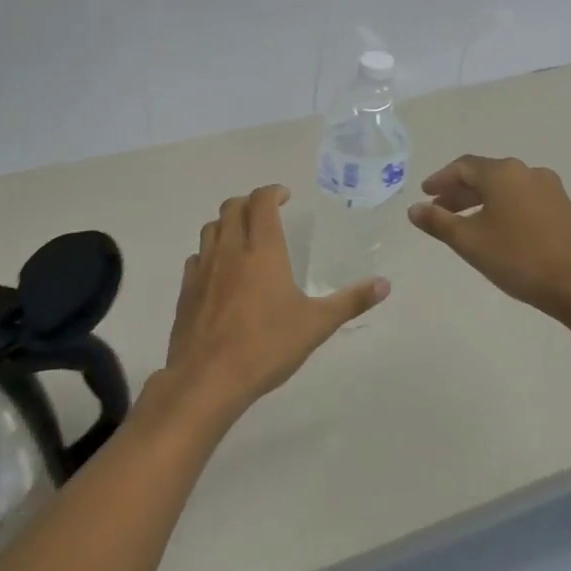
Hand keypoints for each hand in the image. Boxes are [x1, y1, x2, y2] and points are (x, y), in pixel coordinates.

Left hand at [160, 185, 388, 429]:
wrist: (208, 378)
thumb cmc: (266, 346)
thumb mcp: (317, 325)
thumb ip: (351, 301)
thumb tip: (385, 284)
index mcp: (262, 250)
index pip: (261, 202)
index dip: (272, 192)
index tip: (285, 197)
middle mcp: (230, 250)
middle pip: (232, 207)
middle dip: (249, 202)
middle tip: (266, 212)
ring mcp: (203, 269)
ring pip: (211, 228)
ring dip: (227, 223)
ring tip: (243, 235)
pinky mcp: (186, 290)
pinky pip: (197, 257)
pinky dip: (210, 252)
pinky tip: (220, 271)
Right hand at [407, 156, 570, 317]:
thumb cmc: (517, 258)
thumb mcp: (469, 241)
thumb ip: (438, 222)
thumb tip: (414, 209)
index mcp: (502, 173)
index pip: (463, 167)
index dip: (440, 179)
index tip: (425, 194)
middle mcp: (526, 171)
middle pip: (484, 175)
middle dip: (459, 192)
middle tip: (439, 210)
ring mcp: (549, 188)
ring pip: (505, 187)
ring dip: (480, 201)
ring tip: (463, 223)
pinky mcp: (562, 207)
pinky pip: (522, 198)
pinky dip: (502, 207)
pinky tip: (495, 229)